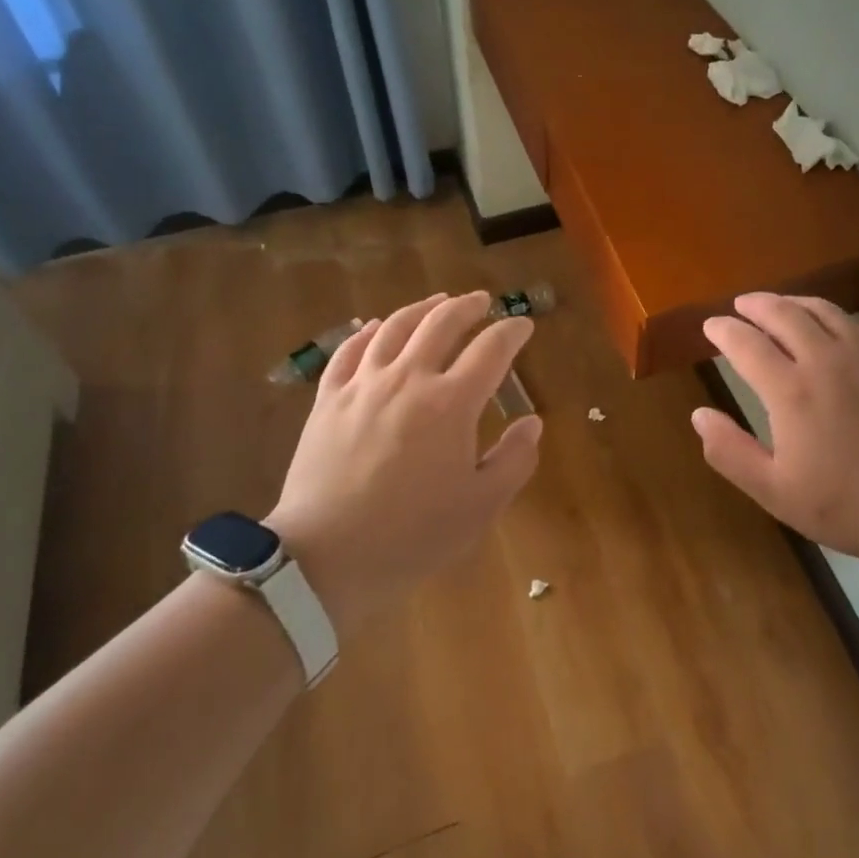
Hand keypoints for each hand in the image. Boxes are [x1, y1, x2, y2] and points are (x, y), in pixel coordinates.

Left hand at [266, 291, 542, 639]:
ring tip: (437, 302)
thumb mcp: (480, 506)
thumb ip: (514, 460)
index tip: (523, 325)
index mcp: (451, 402)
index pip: (491, 349)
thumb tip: (532, 423)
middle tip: (482, 301)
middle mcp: (409, 378)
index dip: (512, 331)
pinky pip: (348, 351)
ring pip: (395, 327)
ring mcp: (363, 385)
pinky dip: (366, 332)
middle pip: (441, 323)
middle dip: (468, 306)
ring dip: (421, 308)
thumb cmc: (412, 535)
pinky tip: (374, 326)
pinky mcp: (328, 399)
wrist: (326, 556)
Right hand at [691, 293, 858, 562]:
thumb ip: (730, 452)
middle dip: (757, 305)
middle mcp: (826, 360)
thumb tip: (698, 415)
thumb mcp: (775, 492)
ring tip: (781, 305)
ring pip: (825, 312)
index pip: (746, 343)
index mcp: (790, 390)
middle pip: (785, 314)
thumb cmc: (849, 504)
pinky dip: (836, 318)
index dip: (724, 330)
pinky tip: (835, 327)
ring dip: (795, 303)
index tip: (711, 326)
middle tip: (742, 305)